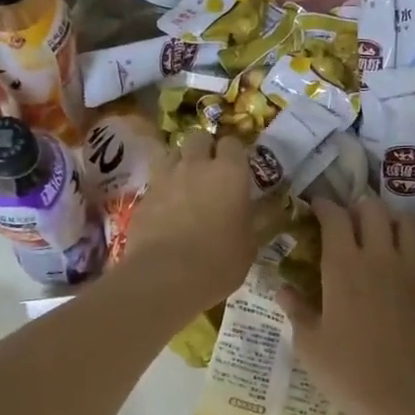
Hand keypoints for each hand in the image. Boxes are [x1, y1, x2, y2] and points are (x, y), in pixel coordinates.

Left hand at [123, 132, 279, 312]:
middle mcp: (196, 165)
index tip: (238, 170)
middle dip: (205, 149)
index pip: (233, 143)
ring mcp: (166, 176)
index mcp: (230, 172)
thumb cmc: (218, 262)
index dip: (235, 154)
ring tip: (186, 183)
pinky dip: (163, 186)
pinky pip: (156, 178)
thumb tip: (270, 209)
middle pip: (199, 137)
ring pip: (173, 152)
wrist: (164, 277)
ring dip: (181, 161)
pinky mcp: (144, 194)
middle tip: (211, 172)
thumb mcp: (250, 245)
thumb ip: (258, 220)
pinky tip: (167, 206)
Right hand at [280, 197, 414, 414]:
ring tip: (378, 233)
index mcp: (343, 265)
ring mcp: (410, 269)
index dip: (324, 206)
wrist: (404, 397)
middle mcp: (379, 256)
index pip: (335, 216)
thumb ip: (297, 309)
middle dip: (357, 207)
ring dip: (390, 219)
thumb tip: (284, 289)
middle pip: (374, 208)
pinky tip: (398, 263)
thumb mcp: (310, 343)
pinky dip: (408, 245)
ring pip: (406, 221)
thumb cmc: (348, 371)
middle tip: (346, 222)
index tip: (316, 207)